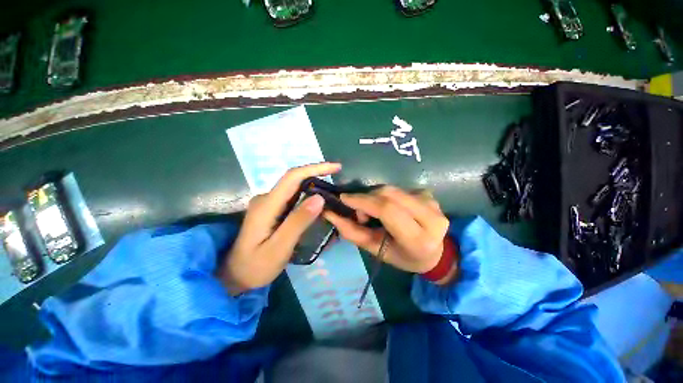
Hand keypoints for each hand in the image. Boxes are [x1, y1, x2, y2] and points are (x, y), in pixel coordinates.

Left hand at [218, 162, 340, 294]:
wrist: (235, 275)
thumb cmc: (256, 266)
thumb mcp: (279, 248)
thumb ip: (298, 222)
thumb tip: (319, 197)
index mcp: (266, 205)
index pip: (292, 177)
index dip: (315, 168)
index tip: (336, 168)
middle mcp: (266, 198)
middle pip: (294, 179)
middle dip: (317, 174)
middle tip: (337, 182)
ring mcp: (268, 203)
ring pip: (294, 187)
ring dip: (314, 185)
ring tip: (332, 192)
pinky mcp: (271, 209)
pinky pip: (292, 196)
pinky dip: (308, 195)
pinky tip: (317, 203)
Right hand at [324, 186, 451, 276]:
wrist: (435, 252)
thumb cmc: (403, 256)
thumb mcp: (376, 250)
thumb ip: (353, 232)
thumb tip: (330, 214)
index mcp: (419, 239)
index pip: (388, 210)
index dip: (363, 201)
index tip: (344, 199)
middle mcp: (431, 217)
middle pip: (389, 194)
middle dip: (367, 198)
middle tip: (359, 212)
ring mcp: (432, 202)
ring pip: (392, 190)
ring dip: (375, 197)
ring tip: (373, 212)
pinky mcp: (429, 194)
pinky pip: (399, 189)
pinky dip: (386, 197)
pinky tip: (388, 208)